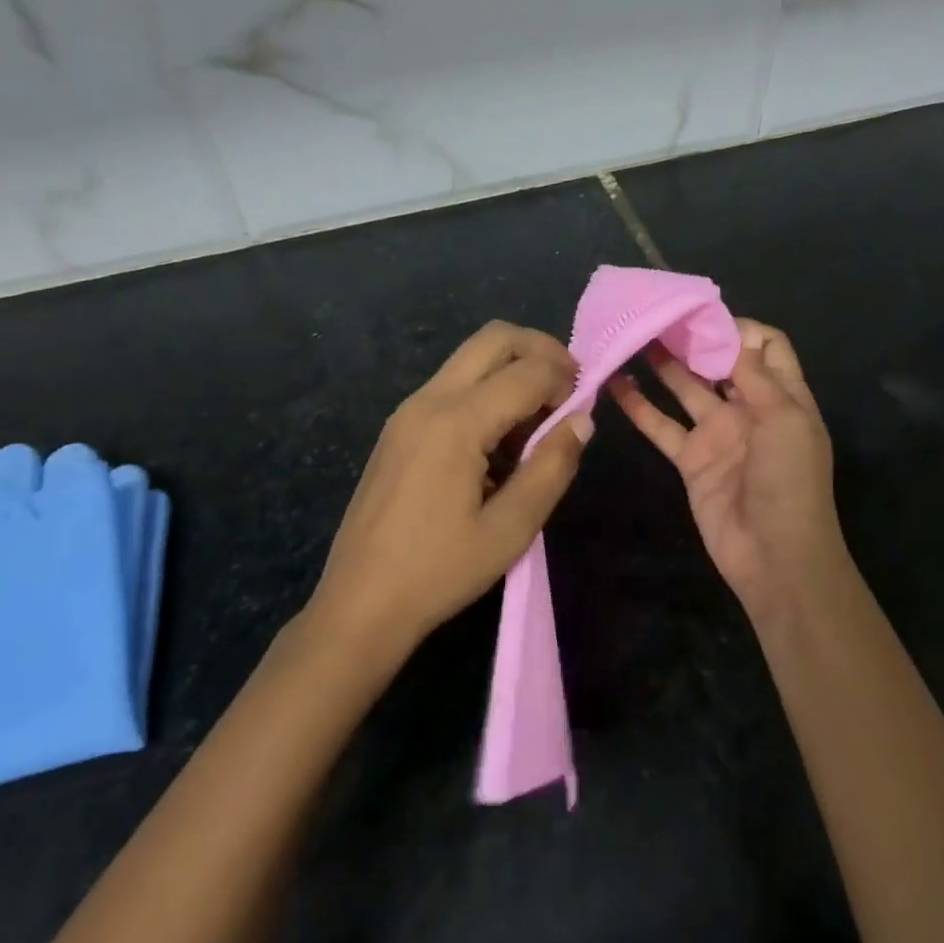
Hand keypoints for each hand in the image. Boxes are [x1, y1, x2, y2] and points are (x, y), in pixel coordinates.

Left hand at [308, 322, 592, 662]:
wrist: (359, 604)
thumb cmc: (439, 571)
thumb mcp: (511, 529)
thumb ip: (552, 467)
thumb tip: (581, 420)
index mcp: (456, 423)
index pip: (527, 371)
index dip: (566, 380)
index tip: (584, 408)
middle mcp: (429, 400)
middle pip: (495, 338)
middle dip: (541, 351)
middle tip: (568, 387)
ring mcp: (408, 410)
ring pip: (471, 357)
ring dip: (513, 370)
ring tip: (536, 424)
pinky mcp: (399, 427)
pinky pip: (452, 384)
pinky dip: (487, 390)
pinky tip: (498, 443)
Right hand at [610, 319, 847, 618]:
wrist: (776, 558)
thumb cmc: (790, 482)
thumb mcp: (784, 421)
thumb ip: (755, 376)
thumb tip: (732, 334)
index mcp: (783, 396)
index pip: (766, 347)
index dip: (739, 329)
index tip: (703, 318)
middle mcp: (750, 408)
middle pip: (721, 362)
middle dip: (694, 339)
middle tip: (658, 317)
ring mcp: (718, 433)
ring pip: (686, 388)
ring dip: (664, 365)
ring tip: (634, 336)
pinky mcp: (691, 460)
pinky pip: (662, 426)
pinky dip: (639, 406)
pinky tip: (615, 384)